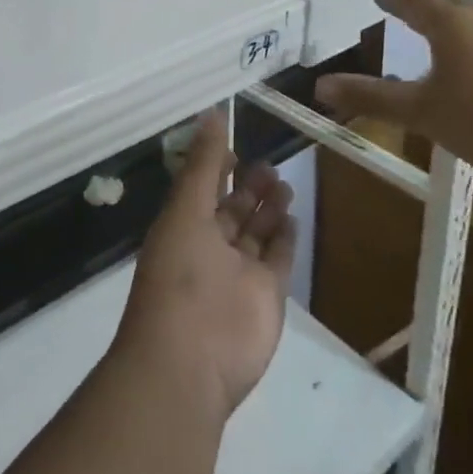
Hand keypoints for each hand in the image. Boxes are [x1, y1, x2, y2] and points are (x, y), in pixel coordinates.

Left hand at [116, 113, 295, 417]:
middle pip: (232, 211)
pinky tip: (292, 217)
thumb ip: (202, 164)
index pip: (201, 190)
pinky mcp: (267, 296)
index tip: (234, 144)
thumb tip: (212, 113)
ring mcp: (239, 274)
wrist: (190, 361)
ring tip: (283, 183)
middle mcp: (209, 248)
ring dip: (268, 209)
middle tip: (269, 163)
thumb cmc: (180, 276)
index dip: (216, 168)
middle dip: (248, 188)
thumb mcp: (185, 210)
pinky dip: (284, 239)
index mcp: (182, 227)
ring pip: (256, 233)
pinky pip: (277, 260)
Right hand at [314, 0, 472, 186]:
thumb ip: (370, 97)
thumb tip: (320, 84)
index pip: (416, 3)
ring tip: (437, 37)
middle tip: (405, 11)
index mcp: (452, 25)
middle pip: (449, 7)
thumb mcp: (420, 112)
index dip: (395, 1)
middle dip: (424, 7)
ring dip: (452, 26)